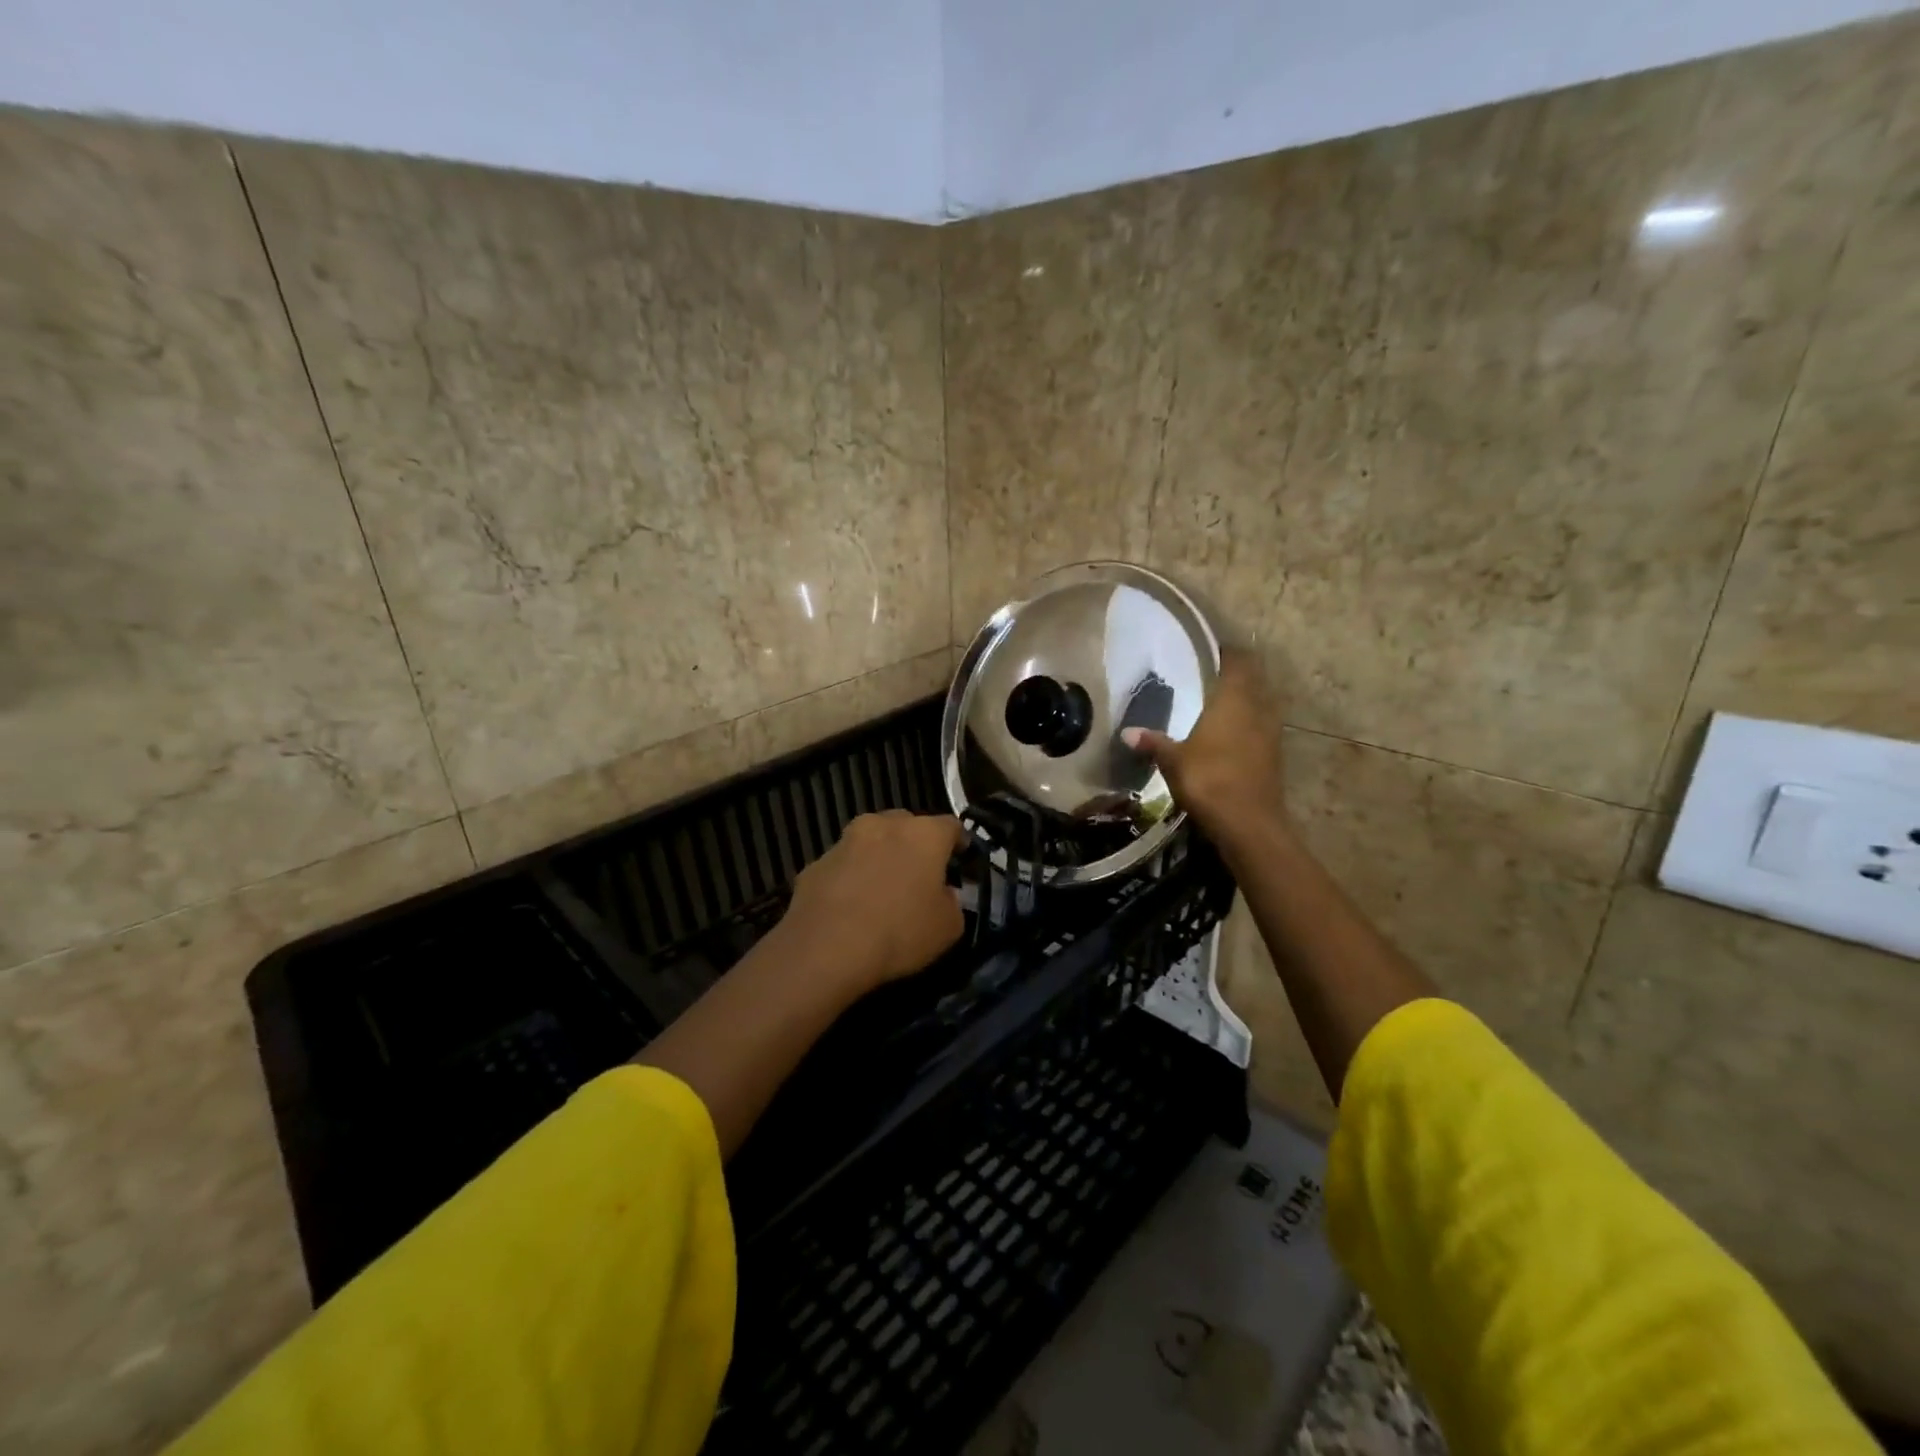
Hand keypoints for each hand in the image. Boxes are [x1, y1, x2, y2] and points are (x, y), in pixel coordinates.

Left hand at [779, 810, 966, 991]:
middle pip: (907, 825)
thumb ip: (952, 902)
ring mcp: (845, 841)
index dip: (959, 843)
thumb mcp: (948, 928)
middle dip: (915, 845)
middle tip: (920, 875)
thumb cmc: (899, 932)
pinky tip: (850, 908)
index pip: (951, 826)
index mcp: (923, 834)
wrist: (826, 949)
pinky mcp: (816, 863)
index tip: (961, 861)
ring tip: (882, 890)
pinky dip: (851, 878)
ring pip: (871, 841)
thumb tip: (943, 894)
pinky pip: (844, 866)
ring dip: (880, 857)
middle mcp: (883, 825)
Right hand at [1122, 650, 1284, 850]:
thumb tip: (1127, 732)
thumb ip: (1153, 743)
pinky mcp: (1273, 755)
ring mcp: (1270, 733)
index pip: (1238, 661)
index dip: (1226, 652)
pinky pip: (1261, 727)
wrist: (1250, 824)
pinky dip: (1247, 724)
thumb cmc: (1210, 780)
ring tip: (1216, 703)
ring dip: (1244, 700)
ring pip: (1260, 703)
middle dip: (1235, 674)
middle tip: (1207, 675)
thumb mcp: (1173, 761)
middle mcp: (1258, 709)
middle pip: (1253, 680)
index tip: (1207, 650)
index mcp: (1234, 700)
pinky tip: (1227, 735)